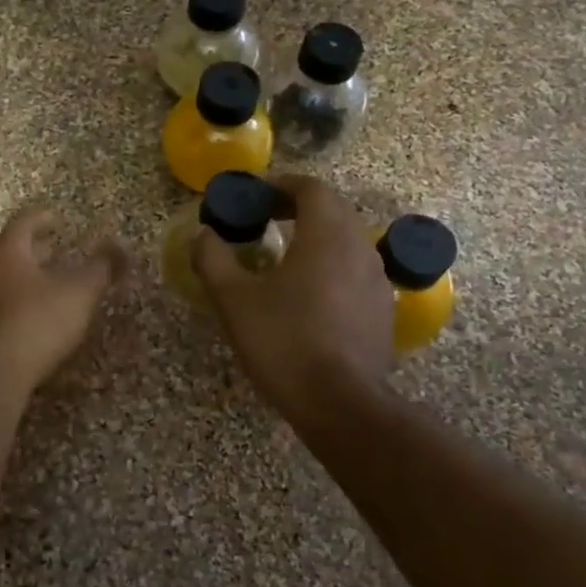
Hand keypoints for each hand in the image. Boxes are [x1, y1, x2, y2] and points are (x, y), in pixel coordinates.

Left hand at [0, 208, 126, 391]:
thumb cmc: (38, 319)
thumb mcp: (79, 292)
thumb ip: (101, 268)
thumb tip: (119, 247)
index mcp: (9, 252)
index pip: (24, 222)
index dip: (42, 216)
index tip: (57, 216)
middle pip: (13, 251)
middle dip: (36, 248)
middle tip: (57, 247)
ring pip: (8, 278)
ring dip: (30, 276)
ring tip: (54, 281)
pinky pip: (6, 304)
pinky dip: (25, 300)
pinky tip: (42, 314)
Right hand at [193, 175, 396, 424]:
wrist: (339, 402)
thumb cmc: (282, 340)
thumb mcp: (233, 298)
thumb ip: (213, 258)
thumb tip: (203, 235)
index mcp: (326, 234)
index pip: (310, 188)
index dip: (280, 185)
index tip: (254, 195)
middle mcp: (359, 246)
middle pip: (332, 209)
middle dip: (297, 206)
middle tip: (265, 218)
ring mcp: (377, 279)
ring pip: (347, 240)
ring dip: (316, 235)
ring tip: (283, 254)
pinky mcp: (382, 309)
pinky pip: (355, 270)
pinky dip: (330, 264)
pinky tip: (308, 293)